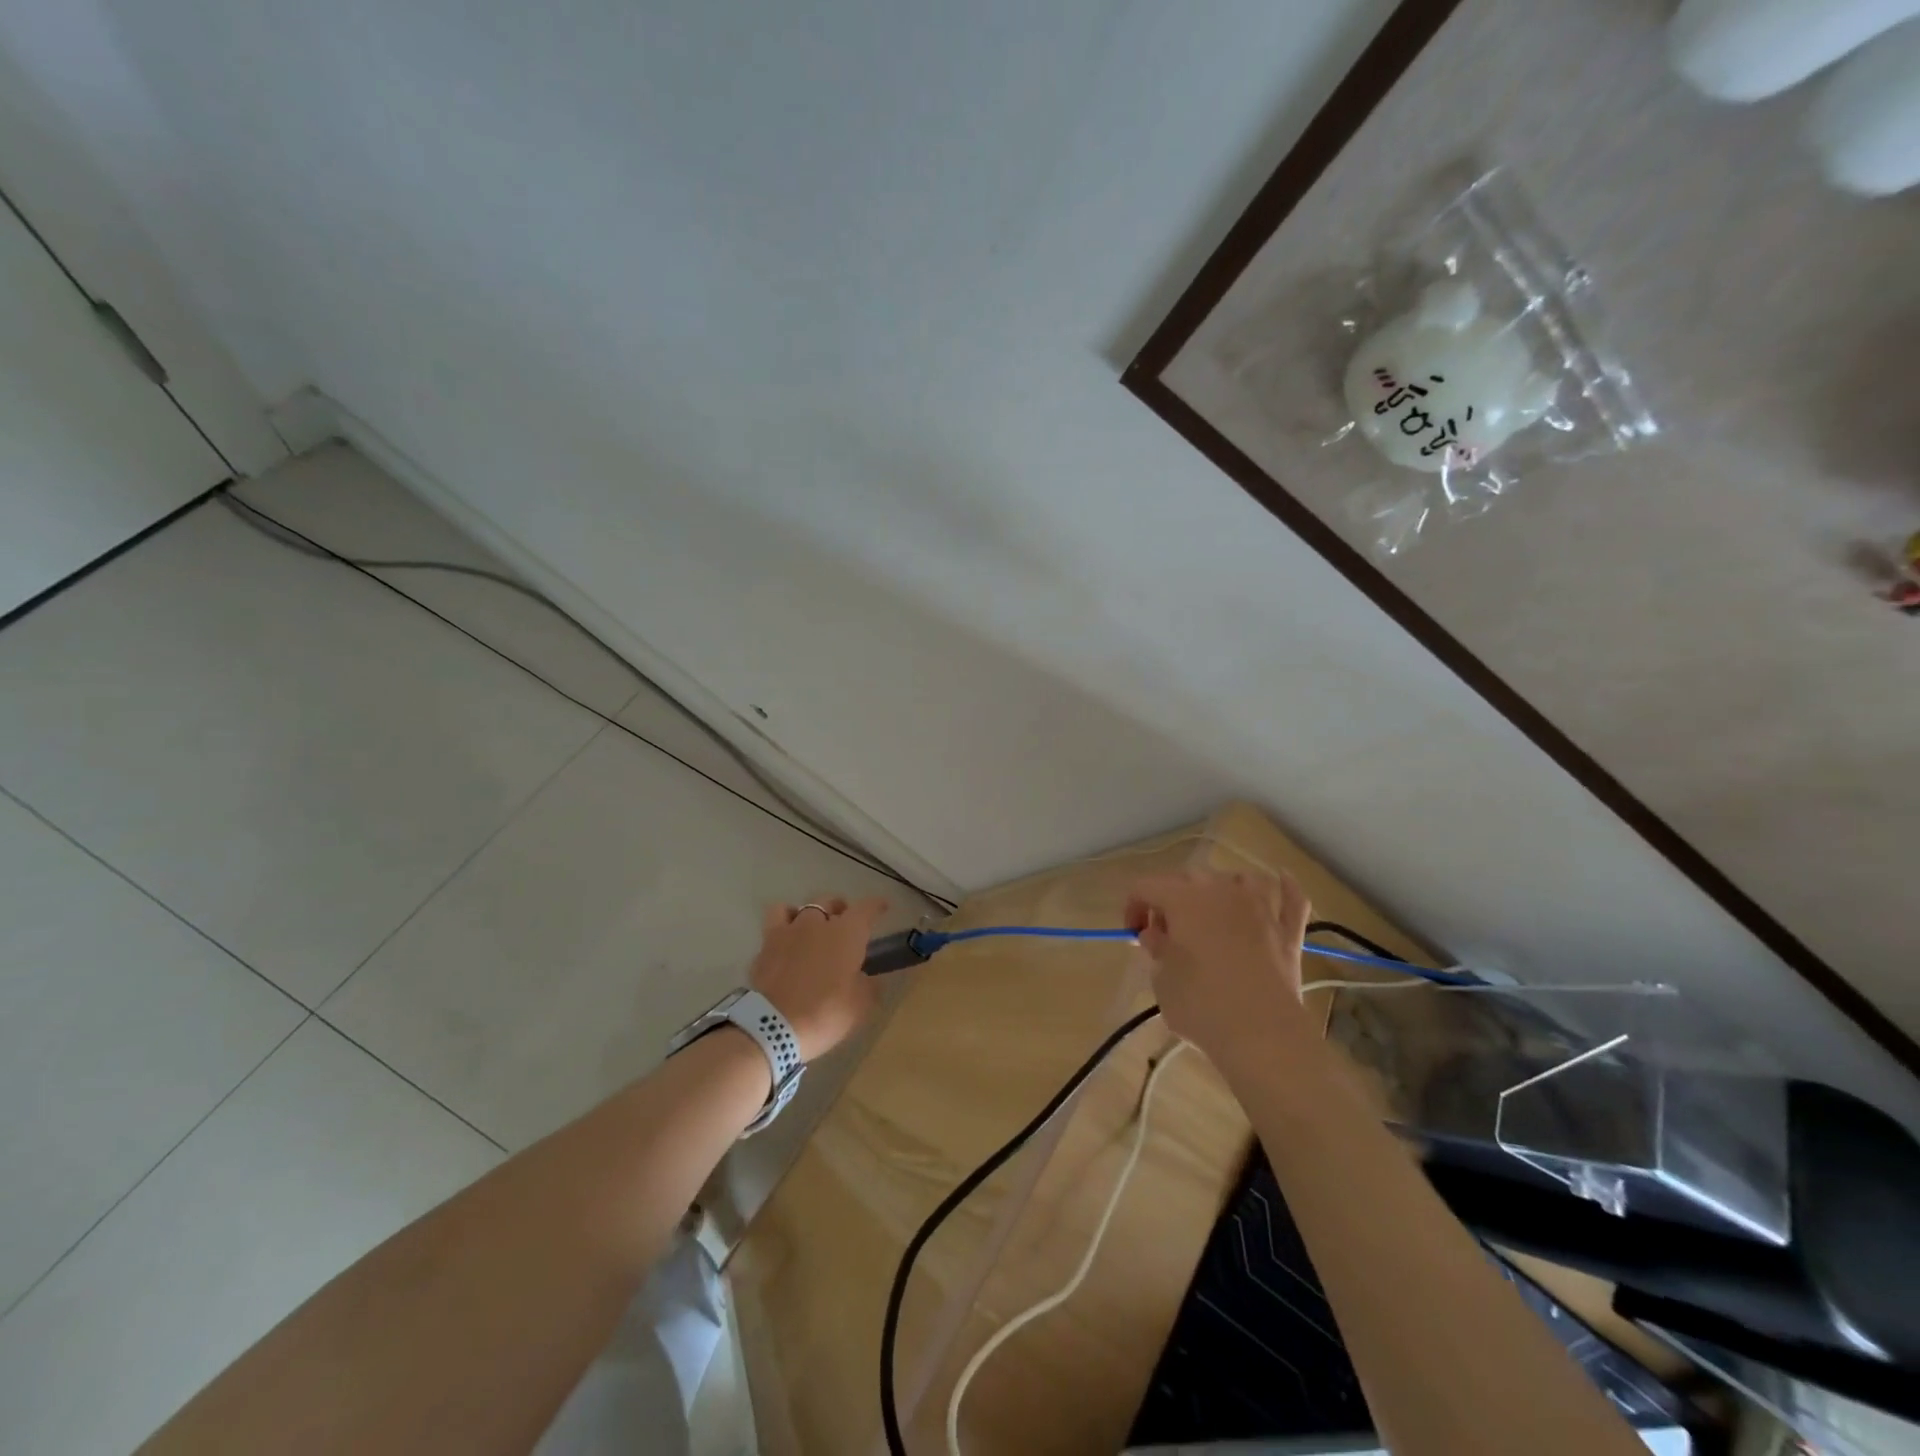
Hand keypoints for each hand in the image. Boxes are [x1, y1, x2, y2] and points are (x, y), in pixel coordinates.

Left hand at [750, 897, 887, 1061]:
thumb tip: (866, 978)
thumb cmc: (826, 1012)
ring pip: (796, 908)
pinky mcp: (764, 948)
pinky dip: (782, 929)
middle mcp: (816, 924)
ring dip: (806, 914)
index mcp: (847, 933)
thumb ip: (867, 985)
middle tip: (843, 924)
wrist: (773, 1026)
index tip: (882, 906)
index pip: (866, 908)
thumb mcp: (860, 1005)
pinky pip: (774, 926)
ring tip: (809, 929)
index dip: (876, 905)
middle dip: (839, 908)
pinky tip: (785, 943)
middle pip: (829, 902)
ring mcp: (787, 932)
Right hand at [1124, 869, 1312, 1065]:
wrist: (1263, 1036)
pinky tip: (1282, 881)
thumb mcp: (1163, 981)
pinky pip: (1291, 898)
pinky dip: (1285, 888)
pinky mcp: (1288, 932)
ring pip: (1237, 880)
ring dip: (1220, 890)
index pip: (1145, 886)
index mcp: (1182, 899)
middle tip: (1166, 936)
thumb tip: (1157, 936)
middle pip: (1188, 878)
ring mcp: (1259, 908)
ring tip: (1212, 912)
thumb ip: (1157, 950)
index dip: (1133, 907)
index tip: (1134, 936)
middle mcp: (1221, 891)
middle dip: (1170, 901)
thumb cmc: (1202, 1006)